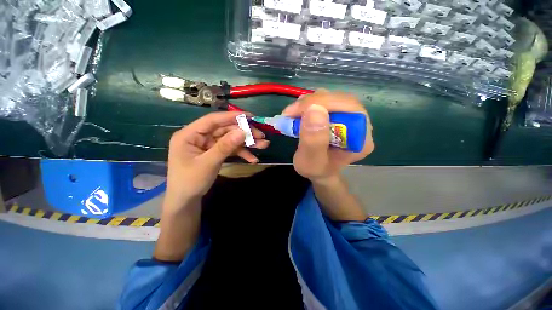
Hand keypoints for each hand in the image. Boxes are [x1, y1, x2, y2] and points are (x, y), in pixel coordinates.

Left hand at [164, 111, 268, 213]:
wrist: (186, 200)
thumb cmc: (190, 182)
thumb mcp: (208, 164)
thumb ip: (225, 146)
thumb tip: (242, 131)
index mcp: (190, 134)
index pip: (212, 120)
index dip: (231, 116)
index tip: (250, 116)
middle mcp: (199, 136)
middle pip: (225, 129)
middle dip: (244, 133)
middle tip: (261, 136)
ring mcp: (208, 145)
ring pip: (230, 139)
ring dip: (246, 143)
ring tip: (263, 145)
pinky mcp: (215, 152)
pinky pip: (230, 149)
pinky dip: (241, 153)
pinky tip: (252, 159)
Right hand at [282, 89, 373, 182]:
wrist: (319, 170)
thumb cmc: (316, 169)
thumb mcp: (311, 162)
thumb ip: (313, 141)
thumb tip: (314, 110)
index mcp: (361, 140)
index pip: (348, 110)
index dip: (322, 105)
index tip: (295, 112)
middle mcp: (361, 125)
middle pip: (342, 100)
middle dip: (313, 102)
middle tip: (291, 111)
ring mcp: (351, 118)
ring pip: (333, 97)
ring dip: (310, 101)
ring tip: (294, 112)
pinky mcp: (340, 114)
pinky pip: (327, 101)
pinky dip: (310, 103)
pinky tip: (301, 111)